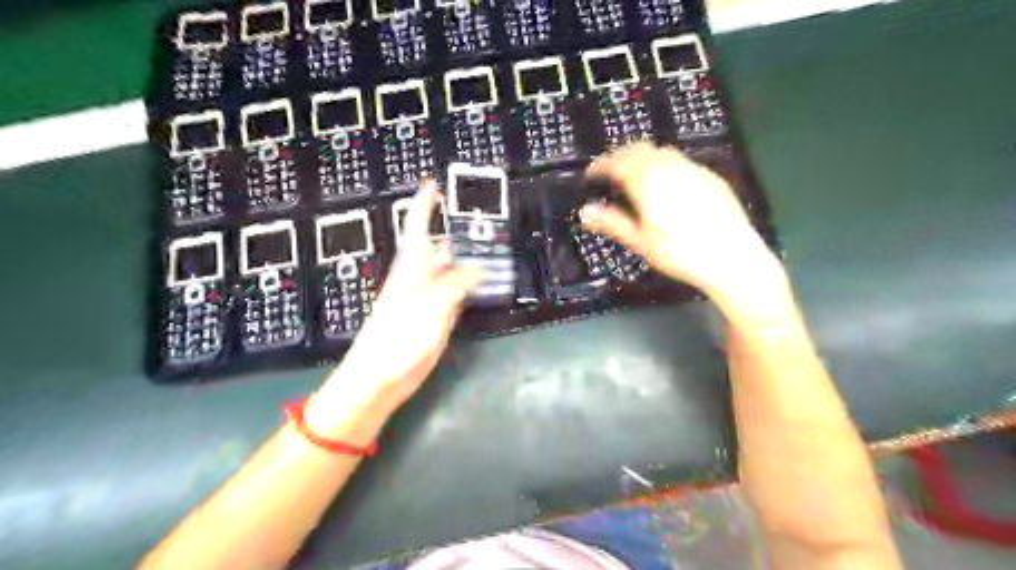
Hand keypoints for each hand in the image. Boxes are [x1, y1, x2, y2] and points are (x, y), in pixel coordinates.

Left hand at [310, 183, 482, 435]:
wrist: (380, 377)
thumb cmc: (398, 337)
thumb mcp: (431, 304)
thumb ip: (457, 283)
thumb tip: (478, 267)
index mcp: (411, 267)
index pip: (417, 226)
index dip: (424, 204)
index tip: (433, 183)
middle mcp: (419, 277)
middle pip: (436, 246)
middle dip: (452, 228)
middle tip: (478, 217)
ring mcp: (427, 298)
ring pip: (448, 269)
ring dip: (465, 257)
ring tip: (487, 245)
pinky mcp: (435, 318)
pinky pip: (455, 293)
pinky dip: (469, 284)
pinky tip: (482, 281)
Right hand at [579, 141, 783, 319]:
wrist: (733, 258)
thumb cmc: (680, 254)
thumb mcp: (641, 242)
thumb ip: (612, 223)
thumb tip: (585, 211)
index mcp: (649, 181)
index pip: (618, 161)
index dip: (601, 165)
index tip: (590, 174)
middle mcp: (671, 167)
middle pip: (639, 149)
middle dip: (620, 157)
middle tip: (609, 173)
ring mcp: (694, 169)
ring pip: (661, 152)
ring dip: (642, 158)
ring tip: (634, 178)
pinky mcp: (711, 177)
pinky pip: (680, 161)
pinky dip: (664, 165)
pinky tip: (666, 186)